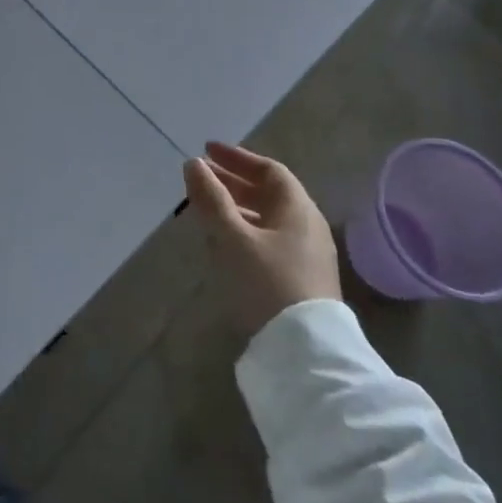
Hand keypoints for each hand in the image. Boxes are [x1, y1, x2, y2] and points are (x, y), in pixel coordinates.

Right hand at [185, 140, 340, 336]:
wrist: (305, 351)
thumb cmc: (267, 282)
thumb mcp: (232, 237)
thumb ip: (211, 199)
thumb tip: (194, 164)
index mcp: (298, 208)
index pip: (268, 170)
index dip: (236, 158)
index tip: (207, 151)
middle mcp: (308, 226)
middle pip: (269, 194)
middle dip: (233, 183)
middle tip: (201, 179)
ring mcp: (307, 255)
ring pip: (268, 220)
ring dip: (237, 209)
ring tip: (206, 211)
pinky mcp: (301, 281)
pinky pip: (270, 242)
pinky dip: (245, 233)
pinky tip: (224, 246)